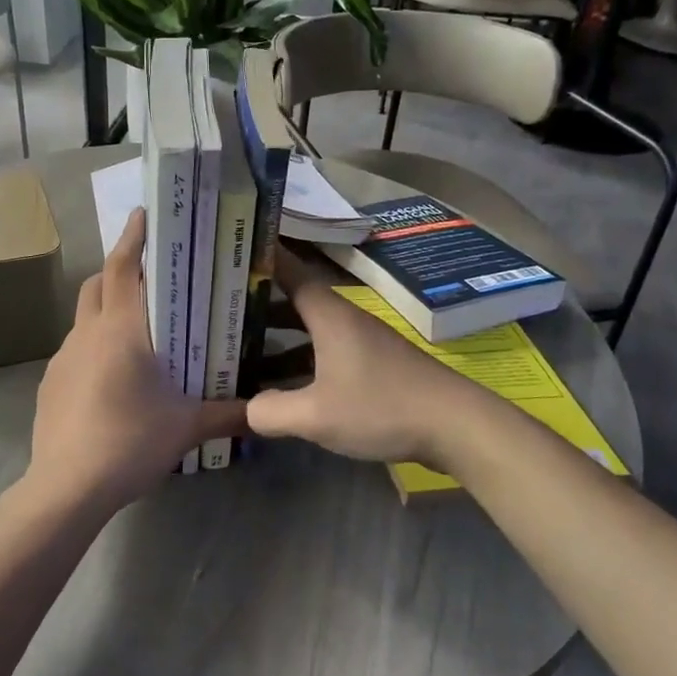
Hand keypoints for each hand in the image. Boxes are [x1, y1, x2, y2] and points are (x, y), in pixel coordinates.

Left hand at [25, 208, 247, 516]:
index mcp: (121, 329)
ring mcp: (62, 358)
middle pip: (98, 284)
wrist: (67, 486)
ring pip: (84, 318)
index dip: (132, 237)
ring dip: (106, 312)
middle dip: (119, 271)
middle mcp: (87, 333)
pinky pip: (75, 351)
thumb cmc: (130, 441)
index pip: (123, 267)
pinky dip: (94, 348)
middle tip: (149, 276)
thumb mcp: (187, 426)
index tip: (143, 214)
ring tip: (136, 332)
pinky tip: (112, 380)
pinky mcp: (50, 384)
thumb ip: (228, 413)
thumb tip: (264, 411)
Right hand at [246, 246, 477, 468]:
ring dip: (277, 339)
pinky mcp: (373, 365)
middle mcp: (344, 320)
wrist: (456, 426)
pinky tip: (281, 387)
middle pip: (295, 301)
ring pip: (309, 331)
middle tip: (221, 308)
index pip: (289, 271)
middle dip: (258, 304)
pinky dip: (299, 362)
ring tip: (239, 351)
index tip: (231, 249)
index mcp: (329, 315)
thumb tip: (242, 410)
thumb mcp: (317, 416)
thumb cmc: (382, 407)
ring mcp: (361, 342)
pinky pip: (324, 353)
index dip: (261, 258)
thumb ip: (271, 412)